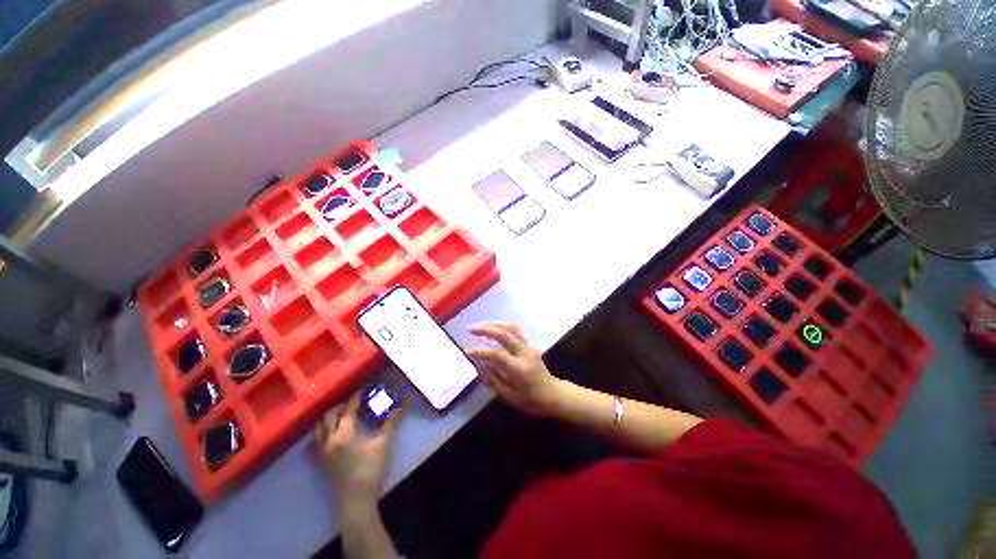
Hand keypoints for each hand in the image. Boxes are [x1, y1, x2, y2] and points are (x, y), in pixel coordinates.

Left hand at [316, 392, 401, 508]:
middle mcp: (329, 439)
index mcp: (344, 433)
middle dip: (341, 405)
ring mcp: (323, 451)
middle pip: (329, 415)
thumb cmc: (371, 470)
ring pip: (319, 428)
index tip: (366, 388)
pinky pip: (317, 440)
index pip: (349, 408)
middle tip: (356, 401)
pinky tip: (334, 433)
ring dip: (330, 417)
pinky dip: (323, 431)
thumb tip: (401, 405)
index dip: (357, 396)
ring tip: (344, 414)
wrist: (356, 501)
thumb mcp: (384, 444)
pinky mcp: (322, 462)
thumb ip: (391, 423)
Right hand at [467, 322, 565, 415]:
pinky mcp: (530, 344)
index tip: (467, 352)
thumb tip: (478, 367)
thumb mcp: (509, 397)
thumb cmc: (531, 400)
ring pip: (511, 327)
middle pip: (504, 334)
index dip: (480, 351)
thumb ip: (493, 381)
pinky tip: (493, 328)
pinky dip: (502, 326)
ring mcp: (529, 346)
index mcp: (519, 368)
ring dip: (494, 323)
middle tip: (470, 329)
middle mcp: (524, 353)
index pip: (496, 354)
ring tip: (480, 326)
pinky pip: (515, 330)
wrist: (553, 395)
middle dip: (486, 329)